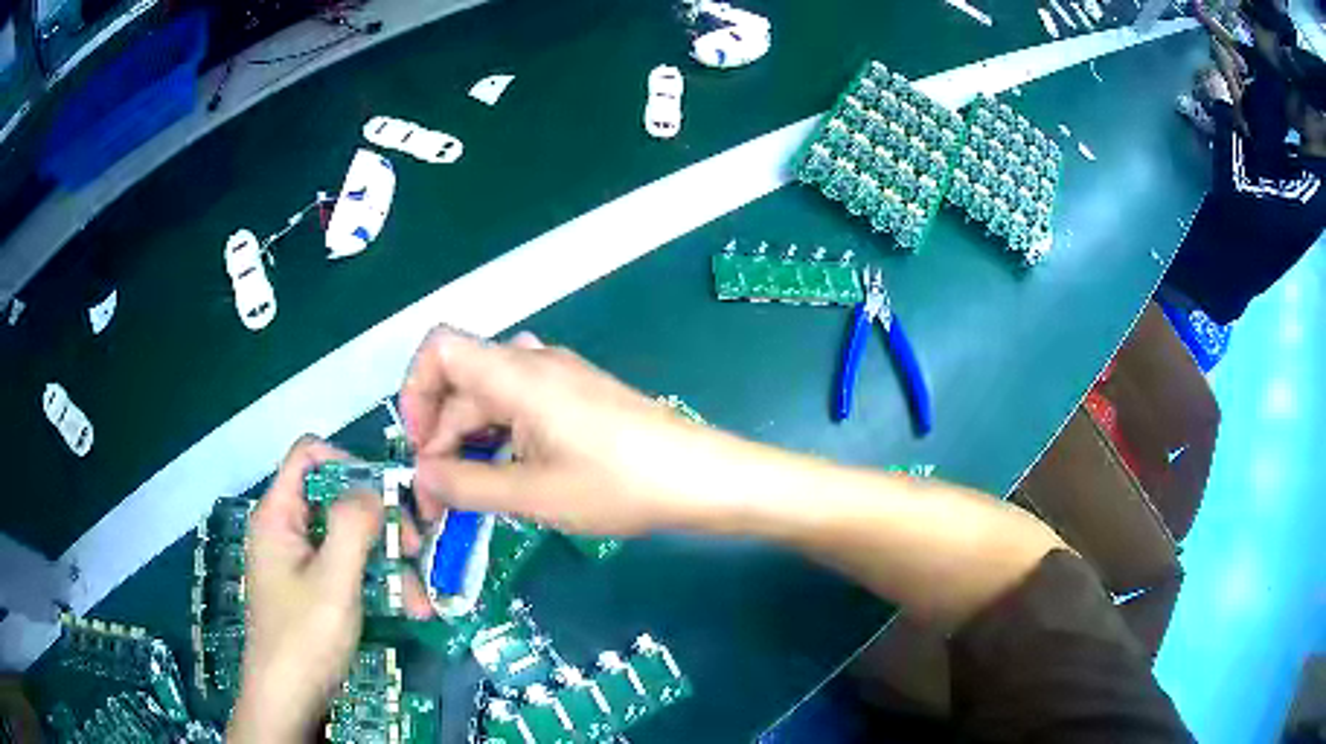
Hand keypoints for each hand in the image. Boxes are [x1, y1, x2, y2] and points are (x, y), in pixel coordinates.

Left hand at [227, 438, 387, 742]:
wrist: (288, 699)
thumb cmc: (304, 637)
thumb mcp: (333, 581)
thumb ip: (352, 525)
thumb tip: (375, 489)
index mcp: (279, 514)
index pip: (309, 455)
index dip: (349, 462)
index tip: (387, 494)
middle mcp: (288, 529)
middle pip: (337, 499)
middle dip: (380, 523)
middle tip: (415, 549)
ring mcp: (301, 561)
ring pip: (349, 539)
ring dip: (388, 563)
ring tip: (419, 601)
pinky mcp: (314, 589)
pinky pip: (348, 569)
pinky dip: (377, 584)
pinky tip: (408, 610)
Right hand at [401, 327, 734, 535]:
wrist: (701, 477)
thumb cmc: (619, 484)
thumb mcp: (534, 494)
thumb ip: (467, 485)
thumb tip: (422, 477)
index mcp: (517, 374)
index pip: (440, 350)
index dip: (415, 393)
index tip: (420, 449)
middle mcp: (534, 362)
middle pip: (462, 382)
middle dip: (441, 436)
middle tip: (441, 498)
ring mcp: (560, 377)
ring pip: (490, 398)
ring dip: (470, 441)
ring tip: (472, 494)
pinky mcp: (578, 396)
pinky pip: (521, 405)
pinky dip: (501, 437)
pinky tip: (509, 476)